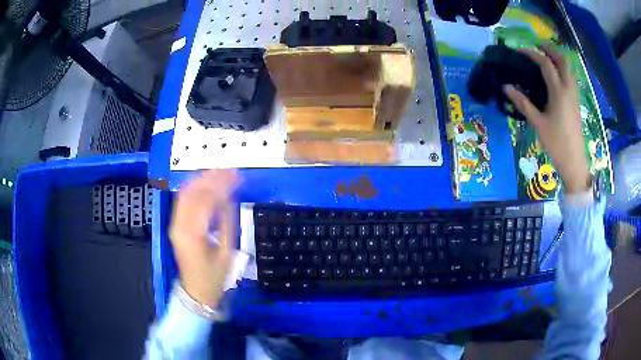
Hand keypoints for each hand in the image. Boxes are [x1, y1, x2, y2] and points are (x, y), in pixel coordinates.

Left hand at [169, 169, 239, 306]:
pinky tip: (206, 183)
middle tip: (229, 170)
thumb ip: (227, 222)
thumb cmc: (214, 276)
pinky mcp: (175, 225)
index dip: (221, 184)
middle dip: (211, 177)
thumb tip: (229, 198)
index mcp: (193, 234)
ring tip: (219, 172)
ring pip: (185, 193)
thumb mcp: (227, 251)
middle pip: (192, 192)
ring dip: (201, 180)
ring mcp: (174, 224)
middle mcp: (179, 225)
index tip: (236, 176)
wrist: (196, 291)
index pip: (205, 200)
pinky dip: (194, 188)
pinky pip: (182, 200)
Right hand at [503, 45, 590, 193]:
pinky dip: (564, 69)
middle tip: (537, 46)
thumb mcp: (538, 123)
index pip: (545, 63)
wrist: (574, 162)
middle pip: (562, 60)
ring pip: (569, 68)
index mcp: (559, 92)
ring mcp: (575, 95)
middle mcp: (569, 89)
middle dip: (550, 49)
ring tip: (547, 57)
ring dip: (558, 58)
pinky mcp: (576, 102)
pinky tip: (556, 75)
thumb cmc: (556, 143)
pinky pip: (571, 78)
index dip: (531, 53)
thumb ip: (523, 103)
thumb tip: (506, 87)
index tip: (519, 51)